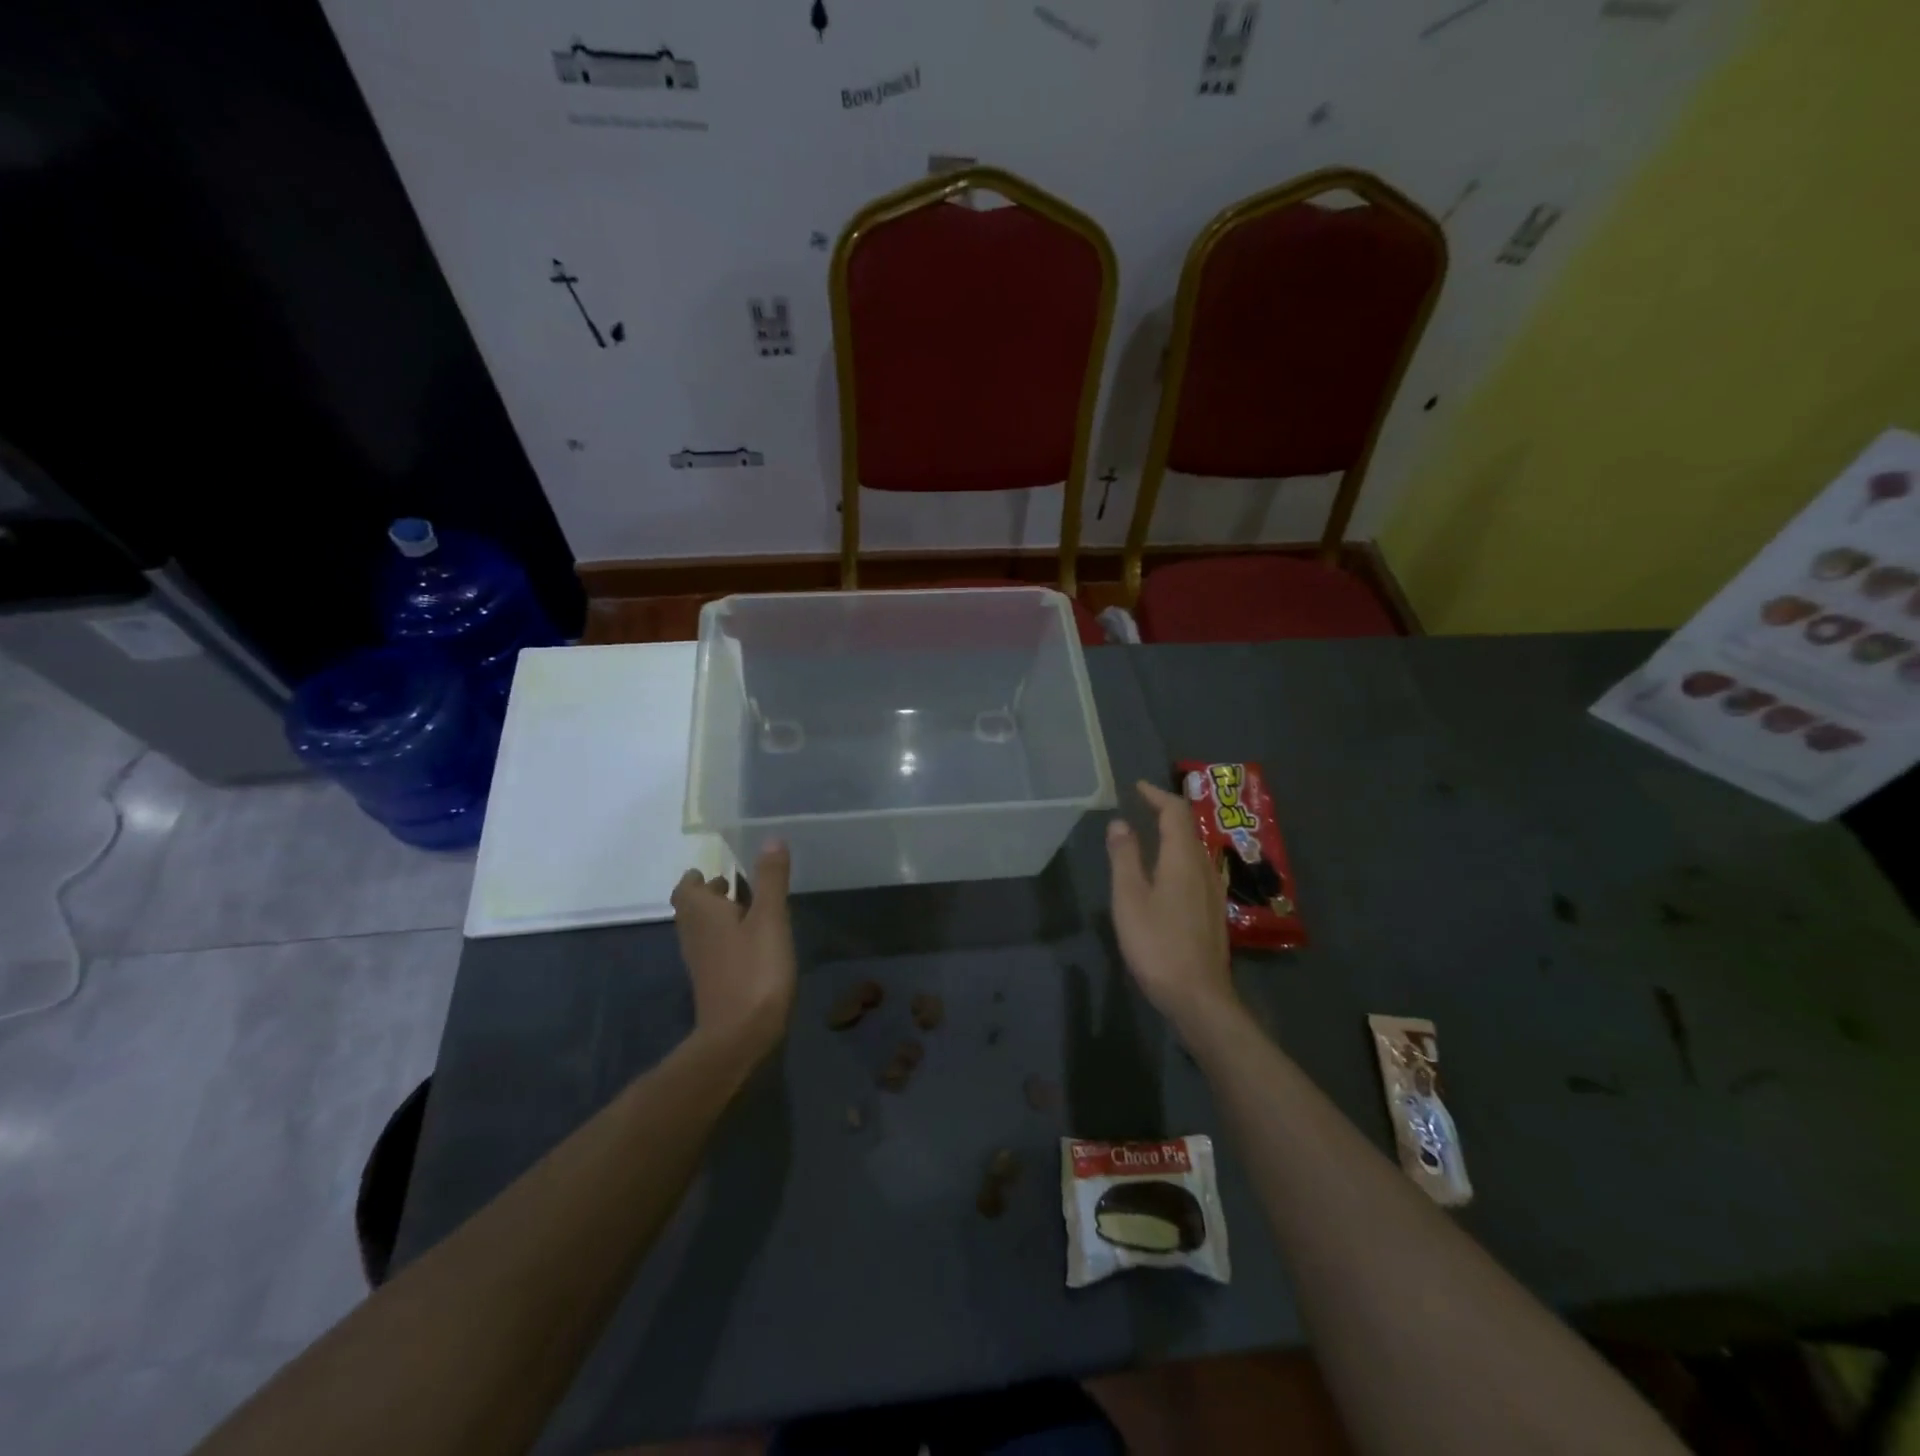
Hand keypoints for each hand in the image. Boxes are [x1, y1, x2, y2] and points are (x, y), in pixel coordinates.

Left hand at [672, 841, 795, 1058]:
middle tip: (735, 883)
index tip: (716, 870)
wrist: (739, 1035)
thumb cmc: (754, 969)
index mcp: (702, 913)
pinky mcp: (714, 982)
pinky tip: (753, 941)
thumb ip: (770, 879)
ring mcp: (702, 961)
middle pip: (692, 908)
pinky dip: (727, 938)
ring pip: (703, 930)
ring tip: (749, 908)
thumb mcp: (770, 918)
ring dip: (719, 916)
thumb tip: (771, 838)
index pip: (686, 888)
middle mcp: (694, 934)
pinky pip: (715, 949)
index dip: (697, 878)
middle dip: (710, 894)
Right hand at [1107, 780, 1236, 1034]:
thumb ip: (1124, 857)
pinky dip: (1180, 856)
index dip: (1157, 795)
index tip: (1137, 787)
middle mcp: (1204, 868)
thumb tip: (1119, 822)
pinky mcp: (1213, 911)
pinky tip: (1167, 873)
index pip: (1175, 813)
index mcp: (1183, 859)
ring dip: (1175, 835)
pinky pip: (1197, 868)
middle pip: (1189, 828)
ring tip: (1152, 834)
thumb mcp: (1129, 898)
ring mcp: (1213, 891)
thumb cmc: (1157, 944)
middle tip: (1143, 806)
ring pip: (1195, 850)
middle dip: (1167, 812)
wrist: (1198, 996)